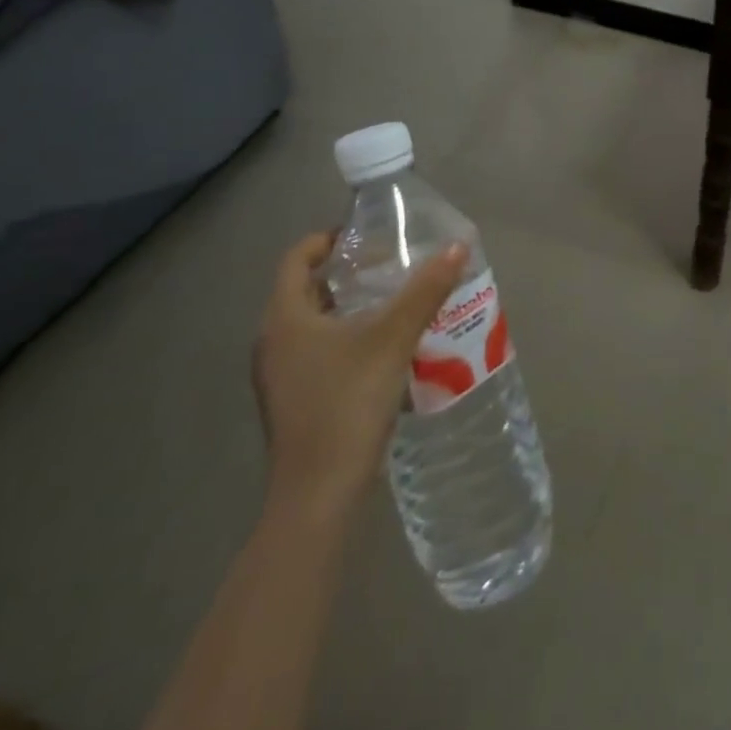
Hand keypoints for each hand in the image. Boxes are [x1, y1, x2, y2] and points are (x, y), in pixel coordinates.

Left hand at [252, 232, 465, 516]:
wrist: (318, 495)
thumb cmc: (348, 404)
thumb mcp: (393, 339)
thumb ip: (425, 291)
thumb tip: (457, 246)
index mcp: (285, 319)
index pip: (296, 258)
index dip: (327, 239)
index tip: (366, 234)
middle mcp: (273, 342)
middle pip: (307, 289)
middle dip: (348, 272)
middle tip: (391, 264)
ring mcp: (281, 376)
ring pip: (314, 323)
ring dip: (350, 306)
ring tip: (395, 300)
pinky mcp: (295, 401)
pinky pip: (319, 351)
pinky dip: (347, 337)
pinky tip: (386, 348)